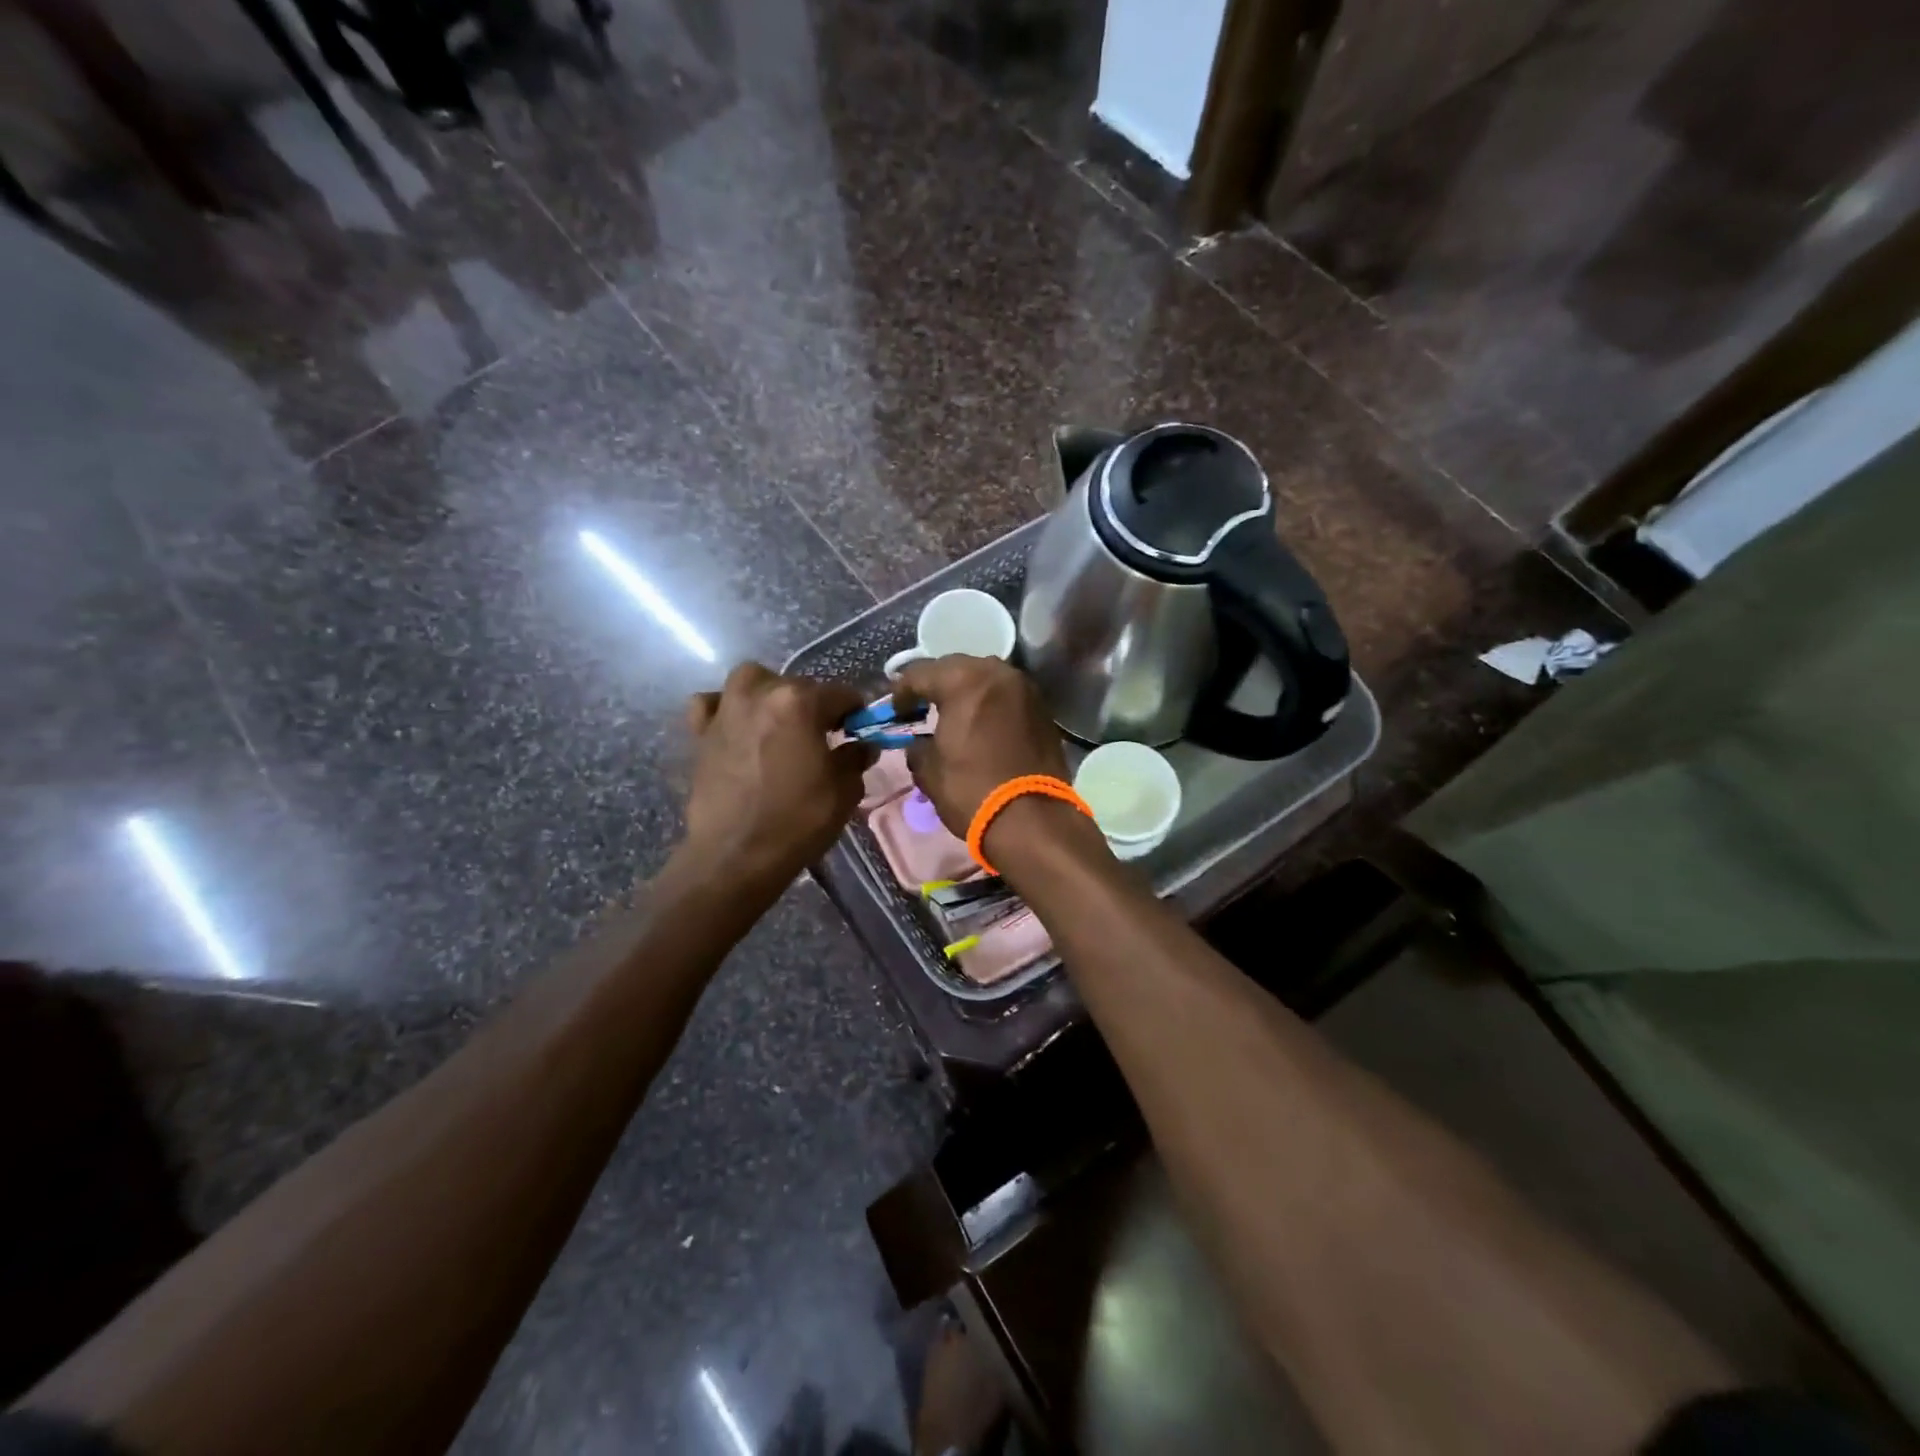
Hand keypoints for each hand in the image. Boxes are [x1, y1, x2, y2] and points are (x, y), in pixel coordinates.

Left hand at [682, 663, 868, 890]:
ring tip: (778, 722)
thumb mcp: (844, 791)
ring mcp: (726, 710)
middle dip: (814, 705)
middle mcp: (760, 694)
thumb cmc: (798, 821)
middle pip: (797, 685)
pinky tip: (736, 727)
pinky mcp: (700, 733)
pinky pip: (710, 704)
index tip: (859, 731)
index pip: (841, 694)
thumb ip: (855, 758)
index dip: (855, 712)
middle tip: (822, 737)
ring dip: (769, 693)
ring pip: (751, 680)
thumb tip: (861, 745)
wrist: (736, 856)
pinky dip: (724, 708)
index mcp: (800, 702)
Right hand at [895, 656, 1068, 836]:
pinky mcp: (1043, 709)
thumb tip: (918, 743)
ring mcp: (1025, 689)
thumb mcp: (929, 770)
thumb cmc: (972, 790)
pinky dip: (990, 704)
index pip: (921, 673)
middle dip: (936, 684)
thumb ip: (917, 746)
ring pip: (986, 678)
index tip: (895, 712)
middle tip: (921, 707)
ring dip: (966, 691)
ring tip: (952, 713)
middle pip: (956, 667)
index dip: (902, 691)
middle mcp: (997, 673)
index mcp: (963, 681)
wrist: (1032, 819)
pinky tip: (980, 724)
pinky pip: (1007, 696)